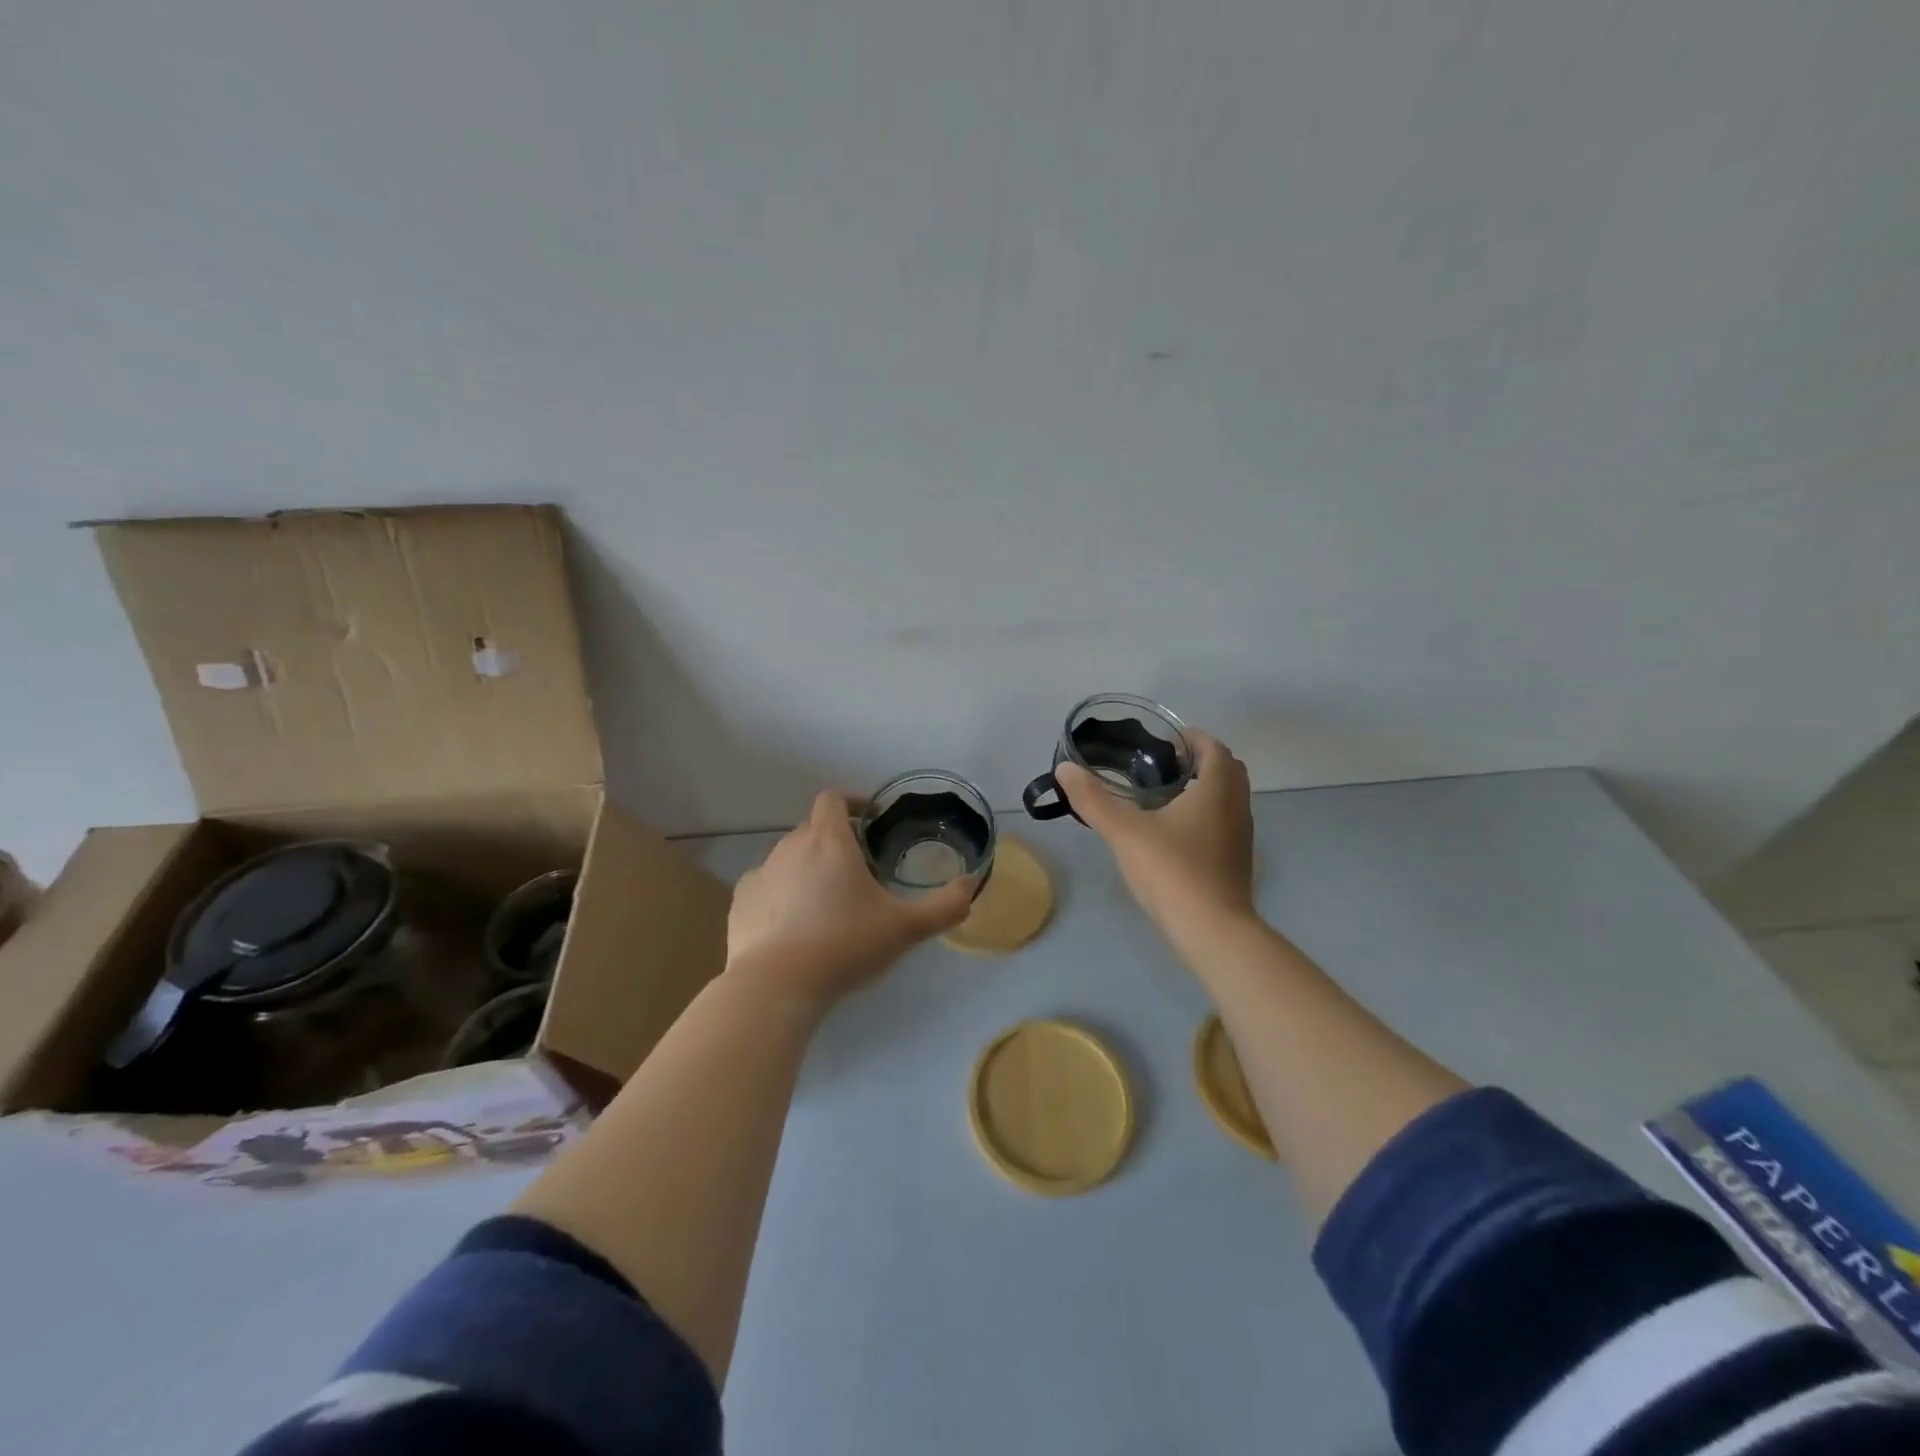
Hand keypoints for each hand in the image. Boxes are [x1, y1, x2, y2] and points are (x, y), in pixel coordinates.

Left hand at [724, 790, 976, 1012]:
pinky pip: (766, 886)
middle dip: (835, 839)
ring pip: (788, 857)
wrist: (776, 986)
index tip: (870, 818)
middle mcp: (790, 847)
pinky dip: (781, 893)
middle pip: (812, 828)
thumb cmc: (844, 944)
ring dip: (808, 867)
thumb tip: (972, 885)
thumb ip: (945, 906)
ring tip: (827, 901)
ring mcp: (761, 874)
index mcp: (828, 841)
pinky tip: (794, 924)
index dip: (852, 801)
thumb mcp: (905, 928)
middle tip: (859, 869)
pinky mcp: (740, 903)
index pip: (832, 799)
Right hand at [1056, 730, 1255, 940]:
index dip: (1191, 738)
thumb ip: (1093, 799)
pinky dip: (1206, 815)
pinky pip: (1225, 823)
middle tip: (1162, 766)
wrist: (1212, 931)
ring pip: (1228, 798)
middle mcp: (1237, 806)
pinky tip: (1174, 833)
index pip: (1213, 747)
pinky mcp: (1237, 861)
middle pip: (1226, 770)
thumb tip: (1065, 769)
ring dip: (1204, 788)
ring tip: (1164, 796)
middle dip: (1198, 761)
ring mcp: (1241, 836)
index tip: (1163, 741)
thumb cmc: (1172, 871)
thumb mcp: (1124, 831)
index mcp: (1217, 789)